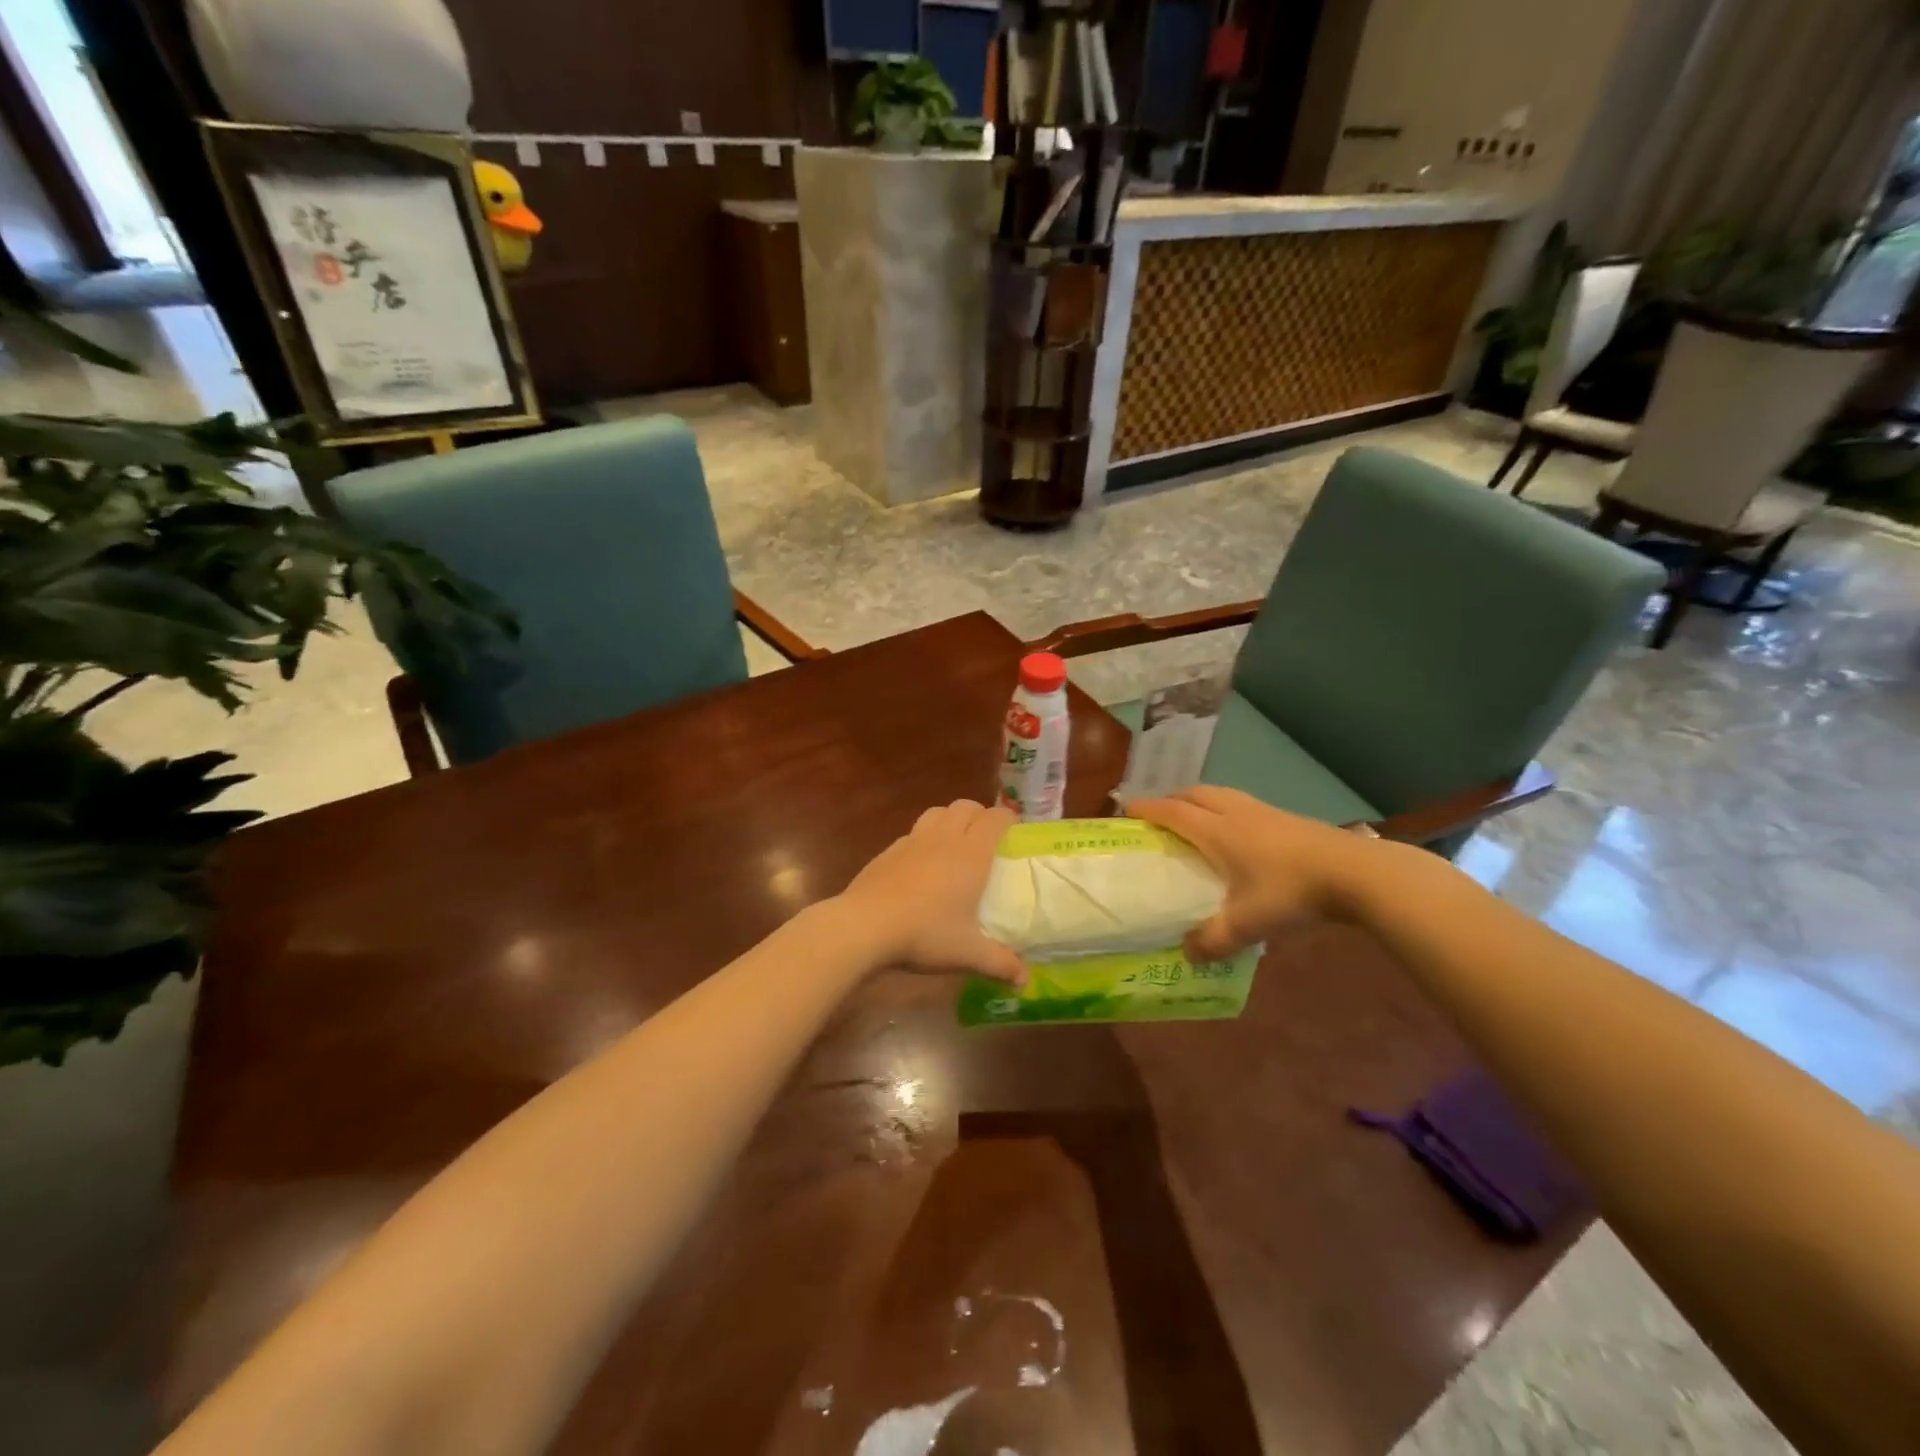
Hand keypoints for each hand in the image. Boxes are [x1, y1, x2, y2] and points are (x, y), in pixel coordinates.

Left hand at [834, 800, 1025, 983]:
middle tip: (986, 837)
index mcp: (970, 854)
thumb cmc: (924, 934)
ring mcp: (912, 840)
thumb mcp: (967, 954)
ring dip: (950, 819)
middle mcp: (944, 838)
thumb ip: (1000, 964)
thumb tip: (1025, 980)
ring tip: (954, 843)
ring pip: (937, 812)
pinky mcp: (888, 850)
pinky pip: (913, 833)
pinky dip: (924, 839)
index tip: (1015, 832)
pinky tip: (921, 864)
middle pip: (965, 806)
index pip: (995, 818)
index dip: (1009, 819)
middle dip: (979, 814)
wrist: (864, 926)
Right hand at [1130, 786, 1387, 958]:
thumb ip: (1212, 941)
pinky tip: (1238, 836)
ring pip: (1222, 795)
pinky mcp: (1288, 818)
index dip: (1147, 809)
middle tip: (1159, 816)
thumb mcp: (1247, 924)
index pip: (1172, 812)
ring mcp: (1265, 812)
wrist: (1356, 873)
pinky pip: (1244, 805)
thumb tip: (1187, 954)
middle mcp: (1236, 813)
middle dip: (1171, 799)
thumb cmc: (1291, 892)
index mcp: (1217, 831)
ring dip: (1201, 801)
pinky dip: (1227, 811)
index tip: (1126, 810)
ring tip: (1195, 821)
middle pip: (1195, 794)